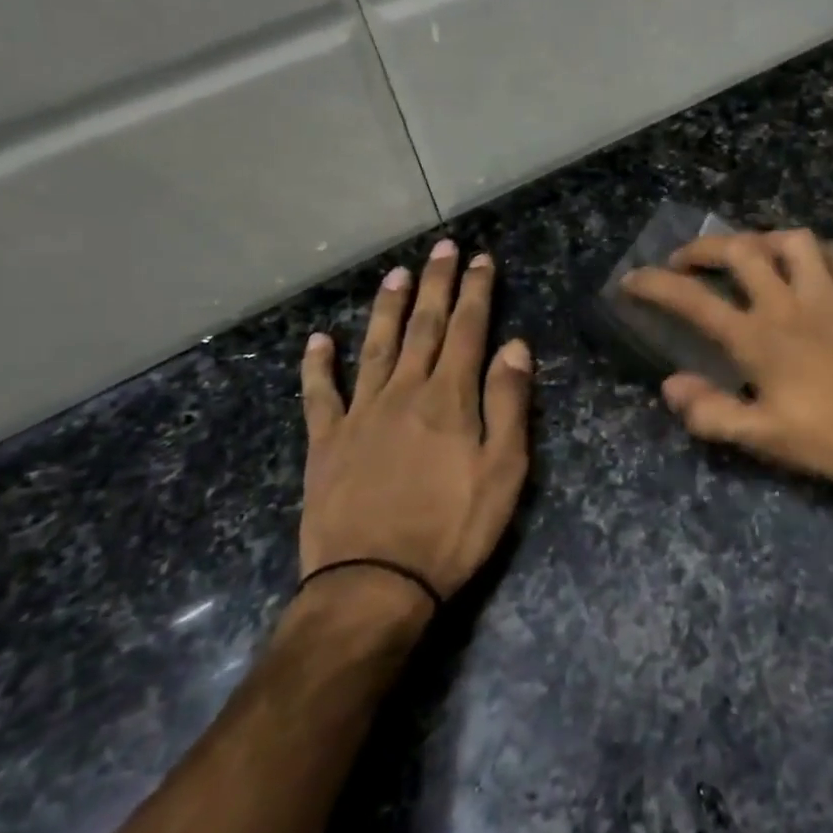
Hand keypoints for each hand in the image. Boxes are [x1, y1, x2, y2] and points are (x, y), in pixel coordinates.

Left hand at [297, 240, 531, 609]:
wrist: (374, 583)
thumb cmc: (453, 528)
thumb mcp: (504, 470)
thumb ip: (508, 403)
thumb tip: (515, 345)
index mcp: (450, 398)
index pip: (468, 330)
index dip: (476, 291)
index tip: (481, 259)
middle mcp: (404, 392)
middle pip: (424, 327)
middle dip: (437, 284)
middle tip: (442, 248)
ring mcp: (360, 414)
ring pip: (375, 347)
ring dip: (388, 308)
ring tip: (396, 275)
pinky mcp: (325, 442)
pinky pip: (319, 394)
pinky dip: (317, 365)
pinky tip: (318, 340)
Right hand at [621, 229, 832, 488]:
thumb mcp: (768, 439)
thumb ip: (714, 413)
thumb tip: (671, 385)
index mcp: (759, 339)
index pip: (695, 301)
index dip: (656, 285)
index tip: (631, 279)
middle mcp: (790, 304)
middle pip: (740, 251)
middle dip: (704, 248)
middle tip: (687, 261)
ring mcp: (832, 295)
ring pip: (794, 241)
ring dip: (765, 240)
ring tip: (752, 255)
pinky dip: (825, 252)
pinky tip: (816, 266)